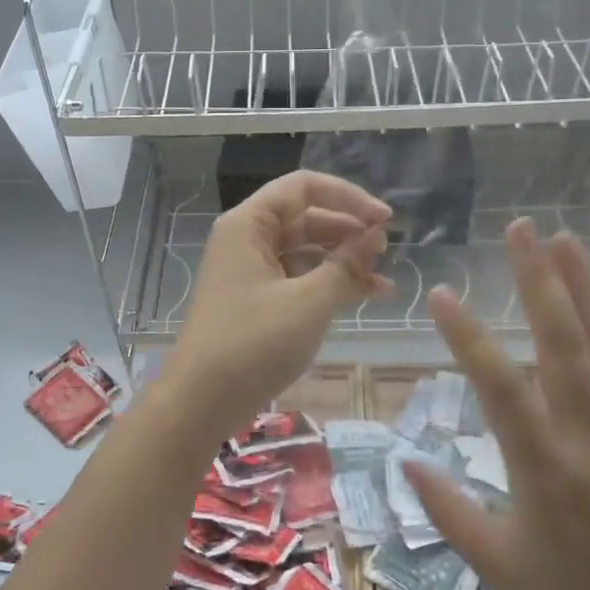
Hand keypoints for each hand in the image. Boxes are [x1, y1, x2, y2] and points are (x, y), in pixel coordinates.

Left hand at [156, 171, 390, 441]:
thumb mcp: (309, 301)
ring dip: (344, 261)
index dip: (348, 197)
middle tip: (387, 251)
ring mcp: (250, 270)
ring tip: (383, 282)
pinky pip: (298, 277)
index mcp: (249, 225)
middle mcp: (247, 239)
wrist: (202, 402)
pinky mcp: (256, 299)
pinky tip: (364, 298)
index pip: (303, 187)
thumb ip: (347, 264)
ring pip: (305, 250)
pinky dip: (328, 284)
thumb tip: (376, 234)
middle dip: (349, 231)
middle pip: (306, 217)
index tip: (385, 220)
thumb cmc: (254, 343)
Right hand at [406, 219, 589, 589]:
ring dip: (588, 286)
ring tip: (566, 239)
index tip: (442, 295)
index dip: (469, 339)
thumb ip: (448, 512)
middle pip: (564, 344)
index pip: (500, 388)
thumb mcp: (499, 567)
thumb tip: (406, 463)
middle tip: (521, 230)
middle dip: (540, 281)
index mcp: (543, 466)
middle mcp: (587, 434)